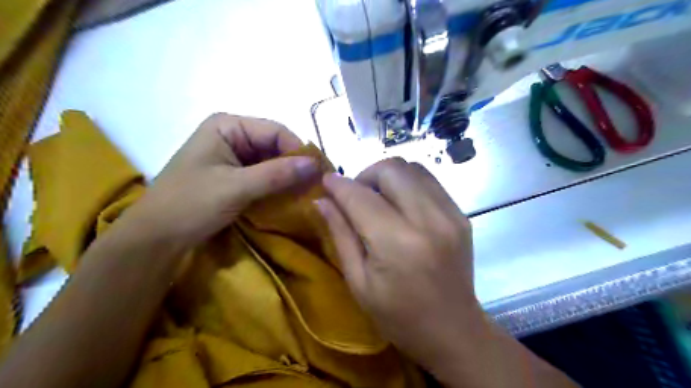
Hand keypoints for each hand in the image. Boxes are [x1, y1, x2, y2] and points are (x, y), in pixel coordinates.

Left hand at [125, 113, 318, 249]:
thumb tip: (316, 165)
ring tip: (308, 193)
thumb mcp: (236, 187)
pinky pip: (263, 175)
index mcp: (227, 126)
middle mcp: (232, 135)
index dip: (299, 151)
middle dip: (295, 165)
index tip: (320, 173)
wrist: (156, 238)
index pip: (275, 131)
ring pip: (271, 161)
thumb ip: (277, 174)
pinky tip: (290, 197)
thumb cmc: (190, 204)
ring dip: (288, 177)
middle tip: (317, 185)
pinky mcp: (234, 175)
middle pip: (274, 145)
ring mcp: (233, 156)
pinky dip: (277, 185)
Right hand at [316, 157, 480, 375]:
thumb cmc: (399, 316)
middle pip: (391, 169)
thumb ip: (340, 234)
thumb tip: (321, 200)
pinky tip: (401, 206)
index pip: (360, 196)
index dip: (338, 184)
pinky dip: (408, 184)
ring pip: (412, 168)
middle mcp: (428, 220)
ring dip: (388, 176)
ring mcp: (450, 214)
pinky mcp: (461, 214)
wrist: (454, 331)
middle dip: (366, 175)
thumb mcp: (358, 282)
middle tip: (356, 196)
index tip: (326, 181)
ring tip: (378, 199)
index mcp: (397, 243)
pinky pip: (429, 181)